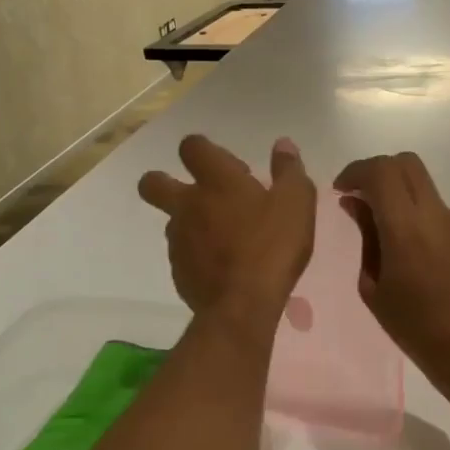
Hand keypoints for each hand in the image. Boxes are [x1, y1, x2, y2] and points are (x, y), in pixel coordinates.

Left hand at [140, 136, 315, 325]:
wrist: (243, 305)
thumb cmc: (272, 246)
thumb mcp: (296, 204)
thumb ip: (290, 170)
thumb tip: (283, 144)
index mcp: (216, 181)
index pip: (191, 146)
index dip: (204, 150)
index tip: (231, 168)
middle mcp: (187, 204)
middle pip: (153, 183)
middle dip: (164, 182)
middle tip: (198, 195)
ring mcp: (178, 239)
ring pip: (171, 221)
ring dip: (189, 222)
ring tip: (222, 238)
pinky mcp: (178, 270)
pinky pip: (182, 253)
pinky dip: (197, 255)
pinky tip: (222, 267)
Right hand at [332, 152, 449, 384]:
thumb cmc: (415, 327)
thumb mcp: (373, 287)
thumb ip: (366, 238)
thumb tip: (356, 203)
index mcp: (406, 228)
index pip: (380, 171)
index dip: (356, 171)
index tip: (343, 189)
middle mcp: (439, 215)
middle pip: (408, 165)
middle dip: (381, 173)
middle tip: (367, 199)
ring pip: (429, 198)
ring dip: (409, 210)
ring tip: (405, 256)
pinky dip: (434, 233)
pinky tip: (435, 269)